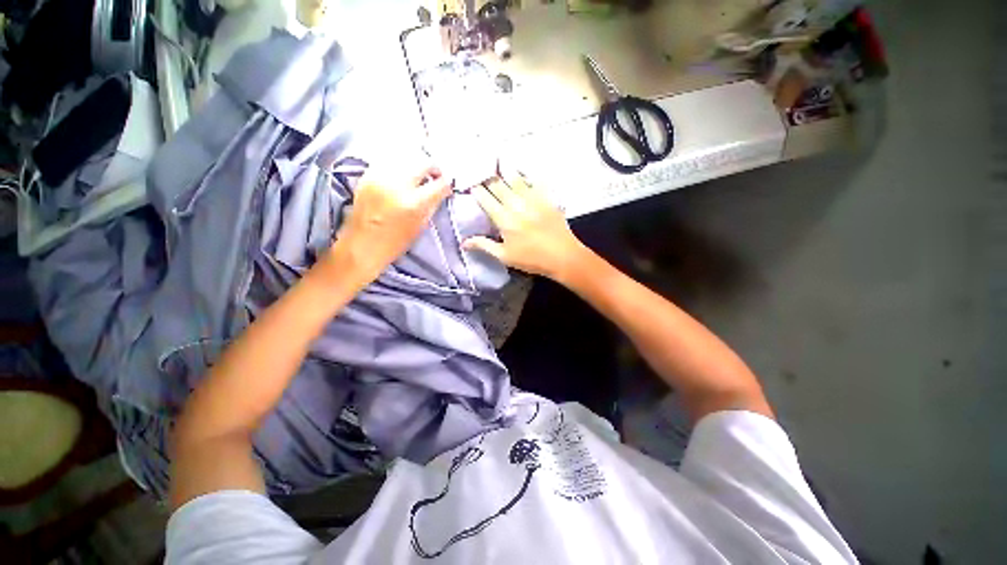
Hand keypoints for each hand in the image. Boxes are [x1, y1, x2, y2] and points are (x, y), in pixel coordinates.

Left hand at [324, 164, 451, 283]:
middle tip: (434, 176)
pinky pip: (388, 161)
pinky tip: (400, 174)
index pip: (439, 184)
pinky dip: (398, 164)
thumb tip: (440, 190)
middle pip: (423, 162)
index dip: (446, 183)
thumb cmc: (395, 242)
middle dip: (433, 168)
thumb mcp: (420, 226)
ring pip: (405, 157)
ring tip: (417, 174)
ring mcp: (380, 177)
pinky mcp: (367, 175)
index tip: (447, 185)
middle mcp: (398, 185)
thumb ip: (432, 205)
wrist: (361, 245)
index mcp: (414, 203)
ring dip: (415, 164)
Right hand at [464, 168, 586, 280]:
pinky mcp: (546, 197)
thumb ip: (484, 245)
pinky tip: (522, 170)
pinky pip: (535, 180)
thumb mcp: (505, 256)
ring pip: (515, 177)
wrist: (562, 256)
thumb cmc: (532, 259)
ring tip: (498, 163)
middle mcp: (516, 204)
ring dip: (504, 170)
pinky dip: (527, 174)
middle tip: (481, 172)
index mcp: (504, 219)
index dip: (476, 189)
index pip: (485, 198)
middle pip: (497, 184)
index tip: (471, 185)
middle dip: (487, 177)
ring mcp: (532, 198)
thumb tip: (464, 242)